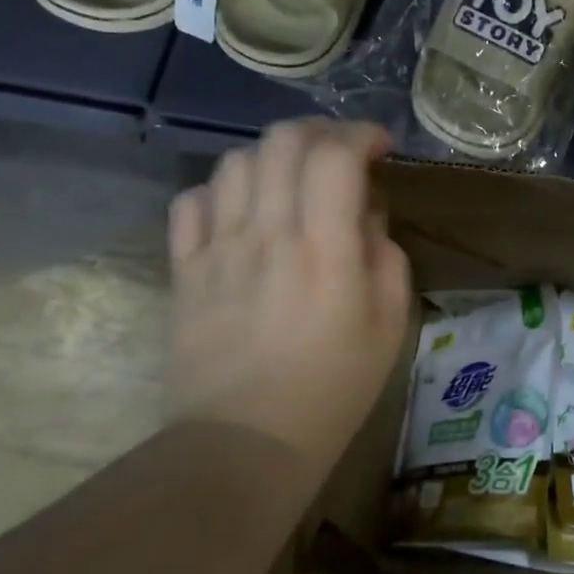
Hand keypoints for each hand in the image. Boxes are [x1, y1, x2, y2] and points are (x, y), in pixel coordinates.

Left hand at [167, 120, 411, 477]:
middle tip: (340, 153)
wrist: (244, 442)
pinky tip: (242, 208)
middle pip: (281, 142)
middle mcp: (267, 233)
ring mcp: (218, 249)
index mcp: (325, 248)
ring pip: (235, 163)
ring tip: (293, 179)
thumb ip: (384, 255)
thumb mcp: (389, 324)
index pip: (335, 156)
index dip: (360, 134)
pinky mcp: (184, 270)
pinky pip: (191, 202)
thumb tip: (365, 215)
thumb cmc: (333, 387)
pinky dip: (221, 189)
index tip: (380, 147)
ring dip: (272, 155)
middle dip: (318, 132)